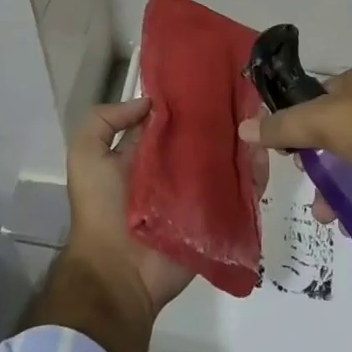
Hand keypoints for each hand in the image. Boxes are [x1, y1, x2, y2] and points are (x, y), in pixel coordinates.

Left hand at [65, 97, 245, 315]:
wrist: (117, 273)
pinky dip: (255, 177)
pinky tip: (265, 156)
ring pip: (228, 162)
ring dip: (244, 144)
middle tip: (250, 96)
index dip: (190, 100)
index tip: (214, 78)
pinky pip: (241, 195)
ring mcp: (198, 194)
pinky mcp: (216, 219)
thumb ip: (106, 120)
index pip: (174, 119)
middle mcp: (174, 170)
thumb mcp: (86, 155)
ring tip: (263, 123)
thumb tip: (150, 102)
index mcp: (147, 153)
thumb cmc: (101, 208)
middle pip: (205, 138)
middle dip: (225, 119)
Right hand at [238, 65, 351, 229]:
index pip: (319, 94)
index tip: (280, 145)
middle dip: (314, 155)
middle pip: (335, 128)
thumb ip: (283, 126)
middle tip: (302, 177)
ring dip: (333, 183)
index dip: (298, 117)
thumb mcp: (322, 121)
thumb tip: (242, 128)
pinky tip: (345, 220)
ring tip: (322, 212)